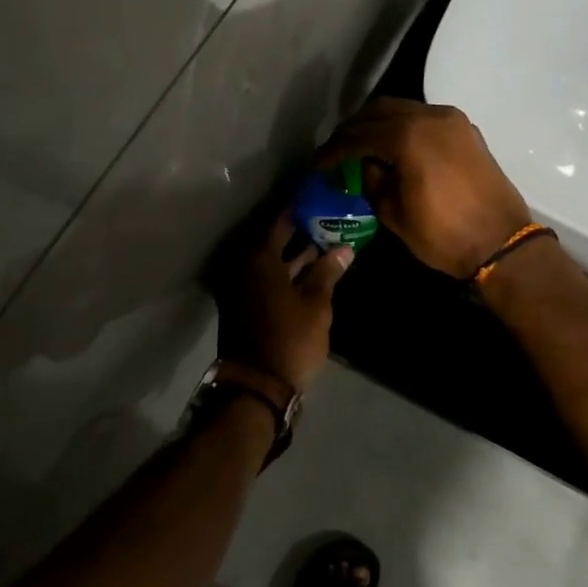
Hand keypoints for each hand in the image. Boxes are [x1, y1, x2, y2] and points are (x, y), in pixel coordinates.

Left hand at [217, 211, 352, 394]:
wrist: (258, 386)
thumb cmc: (290, 339)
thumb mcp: (316, 304)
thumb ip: (327, 272)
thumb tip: (344, 248)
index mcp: (259, 258)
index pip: (281, 221)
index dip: (303, 210)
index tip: (323, 200)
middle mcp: (245, 266)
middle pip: (276, 240)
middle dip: (303, 231)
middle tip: (332, 220)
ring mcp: (243, 287)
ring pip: (274, 261)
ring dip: (299, 254)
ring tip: (331, 244)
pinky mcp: (247, 305)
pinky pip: (270, 278)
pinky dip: (290, 273)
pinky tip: (315, 272)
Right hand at [318, 99, 532, 278]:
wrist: (501, 243)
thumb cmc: (444, 235)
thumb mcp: (395, 215)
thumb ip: (373, 182)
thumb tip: (366, 166)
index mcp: (408, 136)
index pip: (358, 135)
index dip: (333, 150)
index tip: (318, 164)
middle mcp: (430, 117)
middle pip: (380, 111)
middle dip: (354, 130)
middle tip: (338, 153)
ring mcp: (452, 121)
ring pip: (404, 109)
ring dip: (380, 125)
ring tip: (363, 149)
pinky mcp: (466, 131)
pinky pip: (426, 118)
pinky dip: (405, 127)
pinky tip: (395, 148)